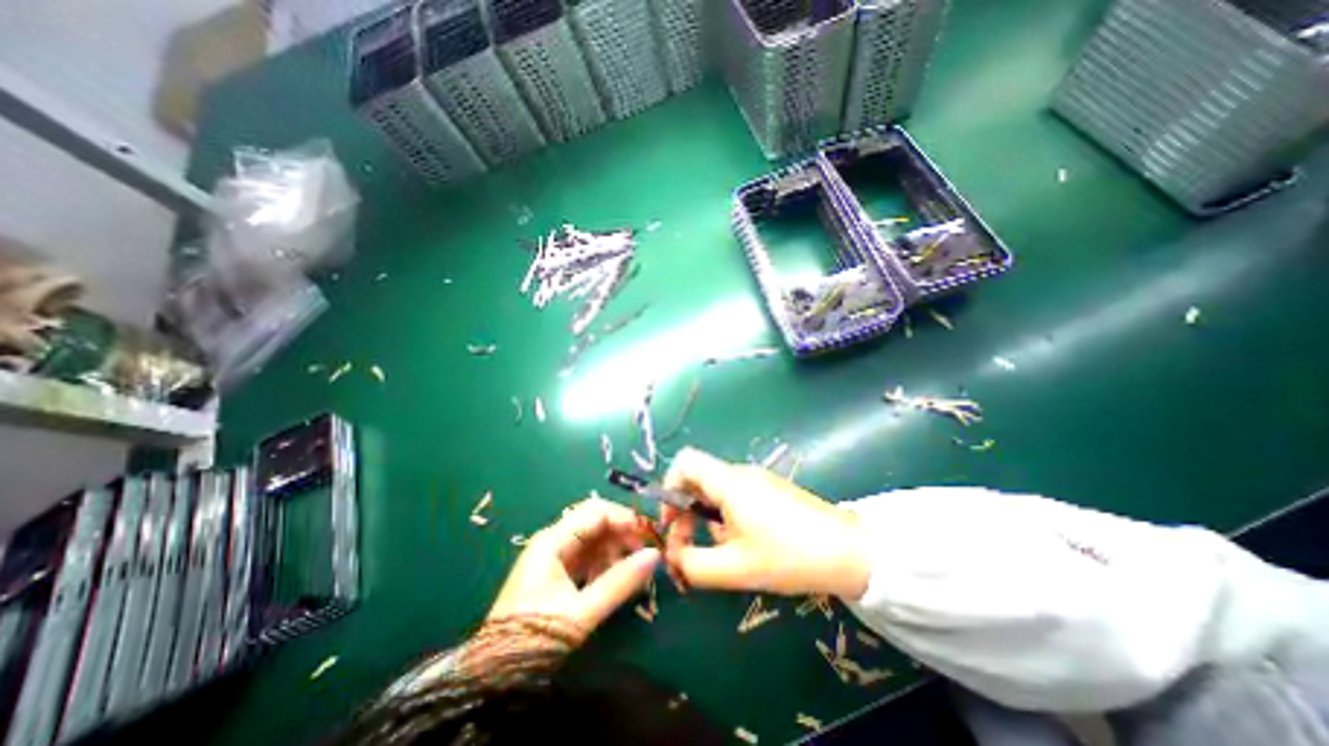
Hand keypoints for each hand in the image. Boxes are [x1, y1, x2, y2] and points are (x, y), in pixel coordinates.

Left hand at [487, 497, 661, 638]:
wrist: (494, 679)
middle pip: (595, 523)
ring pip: (592, 540)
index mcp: (553, 541)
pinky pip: (586, 558)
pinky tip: (615, 579)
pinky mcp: (555, 574)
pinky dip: (603, 564)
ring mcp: (553, 557)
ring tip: (634, 569)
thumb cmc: (536, 639)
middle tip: (647, 552)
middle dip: (622, 533)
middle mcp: (553, 541)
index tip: (649, 534)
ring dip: (615, 550)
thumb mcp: (581, 612)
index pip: (596, 512)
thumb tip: (655, 556)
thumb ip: (620, 582)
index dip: (624, 518)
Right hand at [663, 450, 872, 599]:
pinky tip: (743, 545)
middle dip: (685, 512)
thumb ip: (693, 564)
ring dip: (707, 519)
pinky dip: (726, 517)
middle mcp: (740, 474)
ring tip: (723, 552)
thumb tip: (672, 555)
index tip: (670, 522)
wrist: (849, 552)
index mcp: (728, 482)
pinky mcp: (771, 491)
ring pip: (716, 491)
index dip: (669, 486)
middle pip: (698, 479)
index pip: (684, 461)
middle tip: (687, 548)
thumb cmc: (788, 556)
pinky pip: (735, 497)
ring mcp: (758, 481)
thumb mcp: (735, 568)